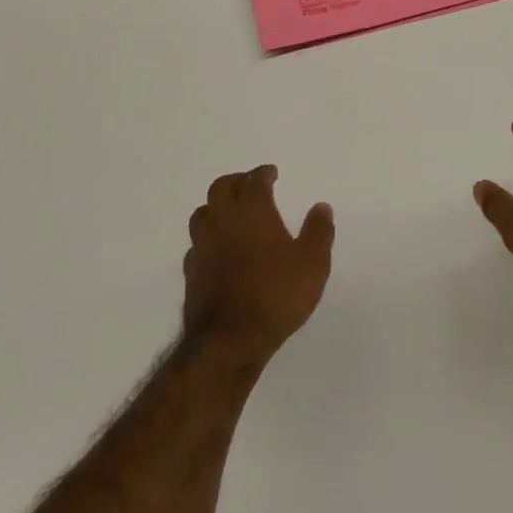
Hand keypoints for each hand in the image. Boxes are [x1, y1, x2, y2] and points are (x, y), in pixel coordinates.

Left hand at [184, 166, 332, 362]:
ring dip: (216, 206)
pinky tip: (216, 248)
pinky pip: (196, 244)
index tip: (271, 173)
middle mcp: (223, 220)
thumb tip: (322, 207)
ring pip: (202, 212)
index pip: (254, 181)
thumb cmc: (276, 295)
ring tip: (229, 211)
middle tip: (249, 184)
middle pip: (221, 188)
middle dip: (236, 181)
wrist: (230, 340)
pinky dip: (207, 238)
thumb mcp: (312, 264)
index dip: (263, 174)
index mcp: (252, 211)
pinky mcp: (191, 272)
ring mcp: (203, 246)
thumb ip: (318, 232)